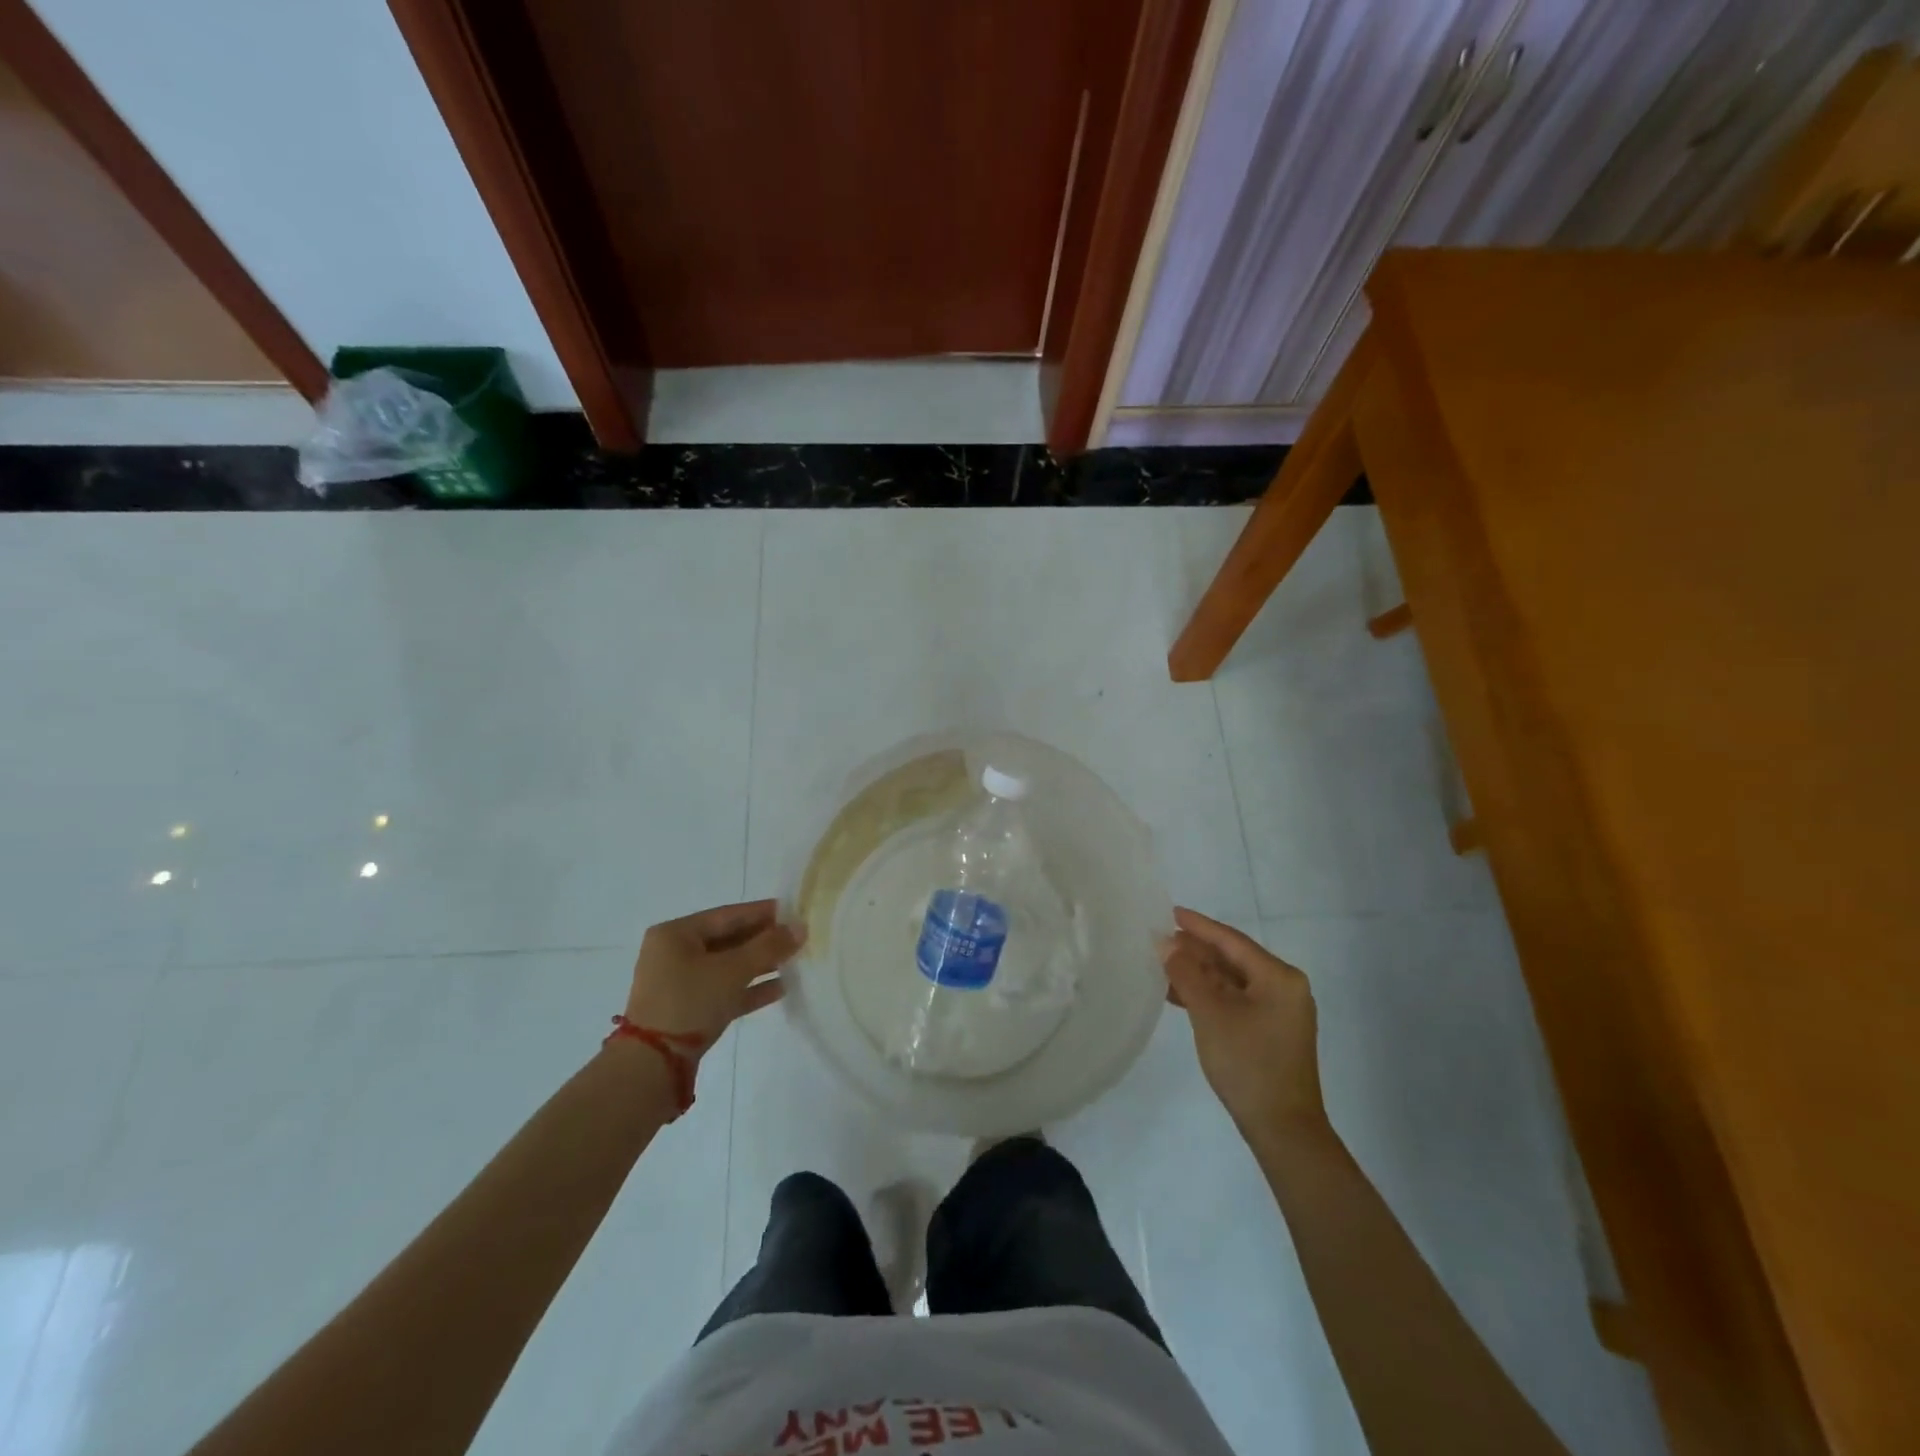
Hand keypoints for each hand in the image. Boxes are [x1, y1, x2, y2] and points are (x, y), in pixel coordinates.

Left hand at [623, 900, 801, 1057]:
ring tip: (794, 962)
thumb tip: (800, 927)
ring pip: (728, 967)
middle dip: (764, 941)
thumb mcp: (732, 970)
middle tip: (798, 938)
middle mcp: (674, 954)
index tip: (793, 911)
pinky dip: (749, 989)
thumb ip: (768, 947)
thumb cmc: (690, 1002)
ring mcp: (680, 984)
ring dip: (760, 965)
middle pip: (728, 940)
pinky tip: (781, 989)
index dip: (762, 913)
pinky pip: (724, 990)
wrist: (652, 1065)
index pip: (727, 915)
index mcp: (676, 934)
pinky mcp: (688, 1010)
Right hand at [1162, 907, 1326, 1142]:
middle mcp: (1284, 988)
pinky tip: (1180, 995)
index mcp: (1279, 977)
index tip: (1170, 912)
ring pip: (1232, 981)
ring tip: (1163, 965)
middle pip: (1232, 959)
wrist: (1283, 1129)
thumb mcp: (1211, 1014)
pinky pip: (1235, 1001)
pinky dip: (1209, 995)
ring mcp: (1279, 1012)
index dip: (1199, 926)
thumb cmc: (1248, 1063)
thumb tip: (1165, 944)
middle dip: (1196, 951)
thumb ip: (1186, 974)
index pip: (1231, 941)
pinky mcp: (1270, 1032)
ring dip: (1199, 974)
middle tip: (1160, 939)